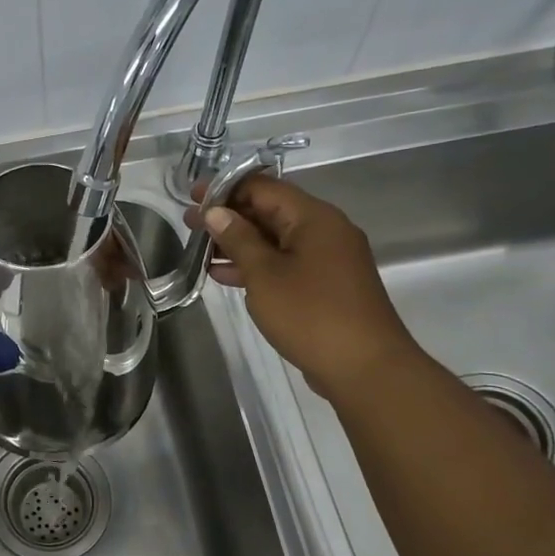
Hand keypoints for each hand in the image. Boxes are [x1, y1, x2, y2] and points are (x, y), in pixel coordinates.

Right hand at [189, 174, 421, 398]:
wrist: (365, 368)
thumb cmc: (311, 314)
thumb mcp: (264, 274)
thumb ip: (238, 239)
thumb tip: (216, 212)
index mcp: (314, 218)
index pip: (264, 187)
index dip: (225, 188)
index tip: (192, 196)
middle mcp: (324, 230)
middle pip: (270, 211)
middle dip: (228, 216)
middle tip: (189, 224)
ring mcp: (327, 259)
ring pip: (275, 239)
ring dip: (238, 243)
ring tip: (199, 250)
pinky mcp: (325, 284)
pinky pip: (285, 262)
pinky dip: (256, 265)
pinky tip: (223, 275)